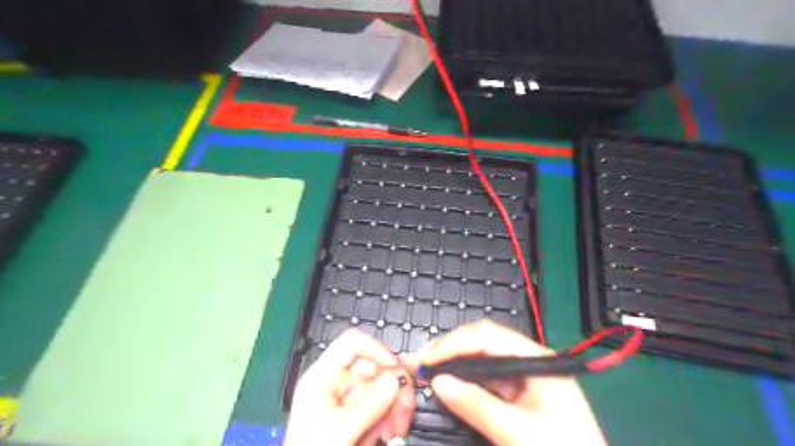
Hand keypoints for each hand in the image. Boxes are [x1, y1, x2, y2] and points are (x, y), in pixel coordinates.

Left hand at [284, 327, 416, 445]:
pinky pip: (381, 404)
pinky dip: (390, 416)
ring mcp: (347, 398)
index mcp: (322, 378)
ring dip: (395, 405)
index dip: (376, 349)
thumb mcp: (339, 433)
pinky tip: (389, 433)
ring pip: (381, 386)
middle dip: (393, 386)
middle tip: (406, 407)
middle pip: (373, 366)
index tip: (396, 368)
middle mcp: (336, 383)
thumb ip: (369, 406)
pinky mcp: (356, 413)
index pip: (351, 344)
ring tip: (397, 429)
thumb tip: (395, 379)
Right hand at [404, 320, 609, 445]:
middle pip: (482, 342)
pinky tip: (446, 382)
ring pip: (480, 359)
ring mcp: (522, 377)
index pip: (488, 336)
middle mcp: (529, 361)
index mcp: (537, 360)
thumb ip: (476, 405)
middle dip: (449, 349)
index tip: (427, 359)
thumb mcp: (519, 434)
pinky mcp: (517, 393)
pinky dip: (462, 379)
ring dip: (452, 363)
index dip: (454, 343)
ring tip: (426, 369)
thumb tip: (439, 382)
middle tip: (419, 361)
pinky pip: (484, 378)